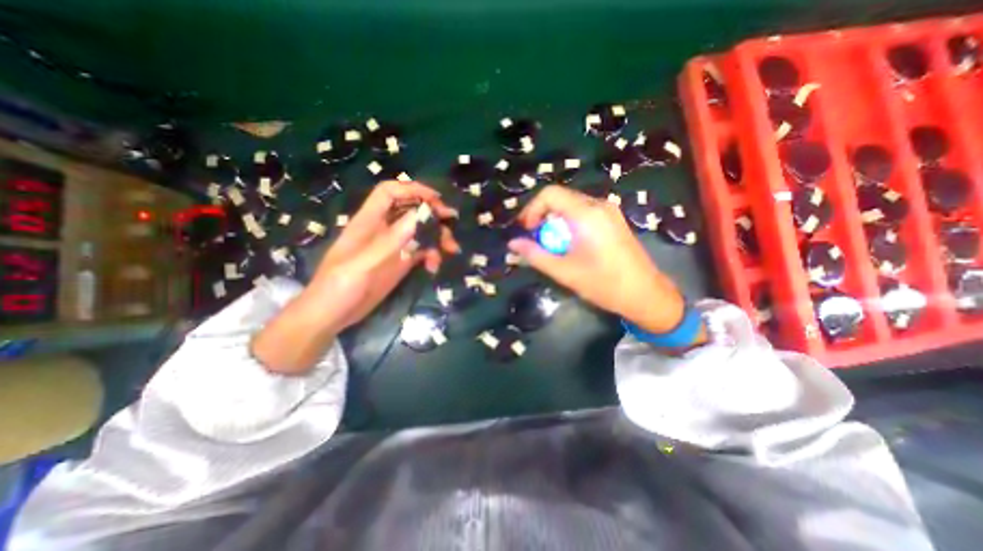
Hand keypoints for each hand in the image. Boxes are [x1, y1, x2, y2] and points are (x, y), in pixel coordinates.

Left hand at [250, 181, 455, 373]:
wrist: (331, 316)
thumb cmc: (338, 287)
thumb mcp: (362, 264)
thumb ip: (390, 241)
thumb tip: (420, 216)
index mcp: (368, 222)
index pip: (390, 193)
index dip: (412, 190)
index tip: (436, 199)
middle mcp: (383, 230)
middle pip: (411, 210)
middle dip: (432, 214)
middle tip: (450, 223)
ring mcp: (393, 247)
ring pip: (420, 231)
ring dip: (437, 237)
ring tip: (451, 249)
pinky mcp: (399, 263)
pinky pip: (421, 251)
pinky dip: (431, 255)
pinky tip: (433, 267)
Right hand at [511, 185, 684, 332]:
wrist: (646, 294)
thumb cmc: (603, 284)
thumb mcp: (564, 272)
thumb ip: (535, 255)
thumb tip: (513, 243)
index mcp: (586, 214)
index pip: (549, 194)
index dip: (531, 209)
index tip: (527, 231)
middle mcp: (599, 205)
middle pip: (560, 198)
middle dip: (542, 216)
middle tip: (535, 240)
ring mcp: (609, 211)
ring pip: (571, 205)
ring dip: (555, 221)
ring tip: (551, 244)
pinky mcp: (613, 219)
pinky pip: (583, 212)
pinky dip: (569, 223)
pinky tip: (570, 244)